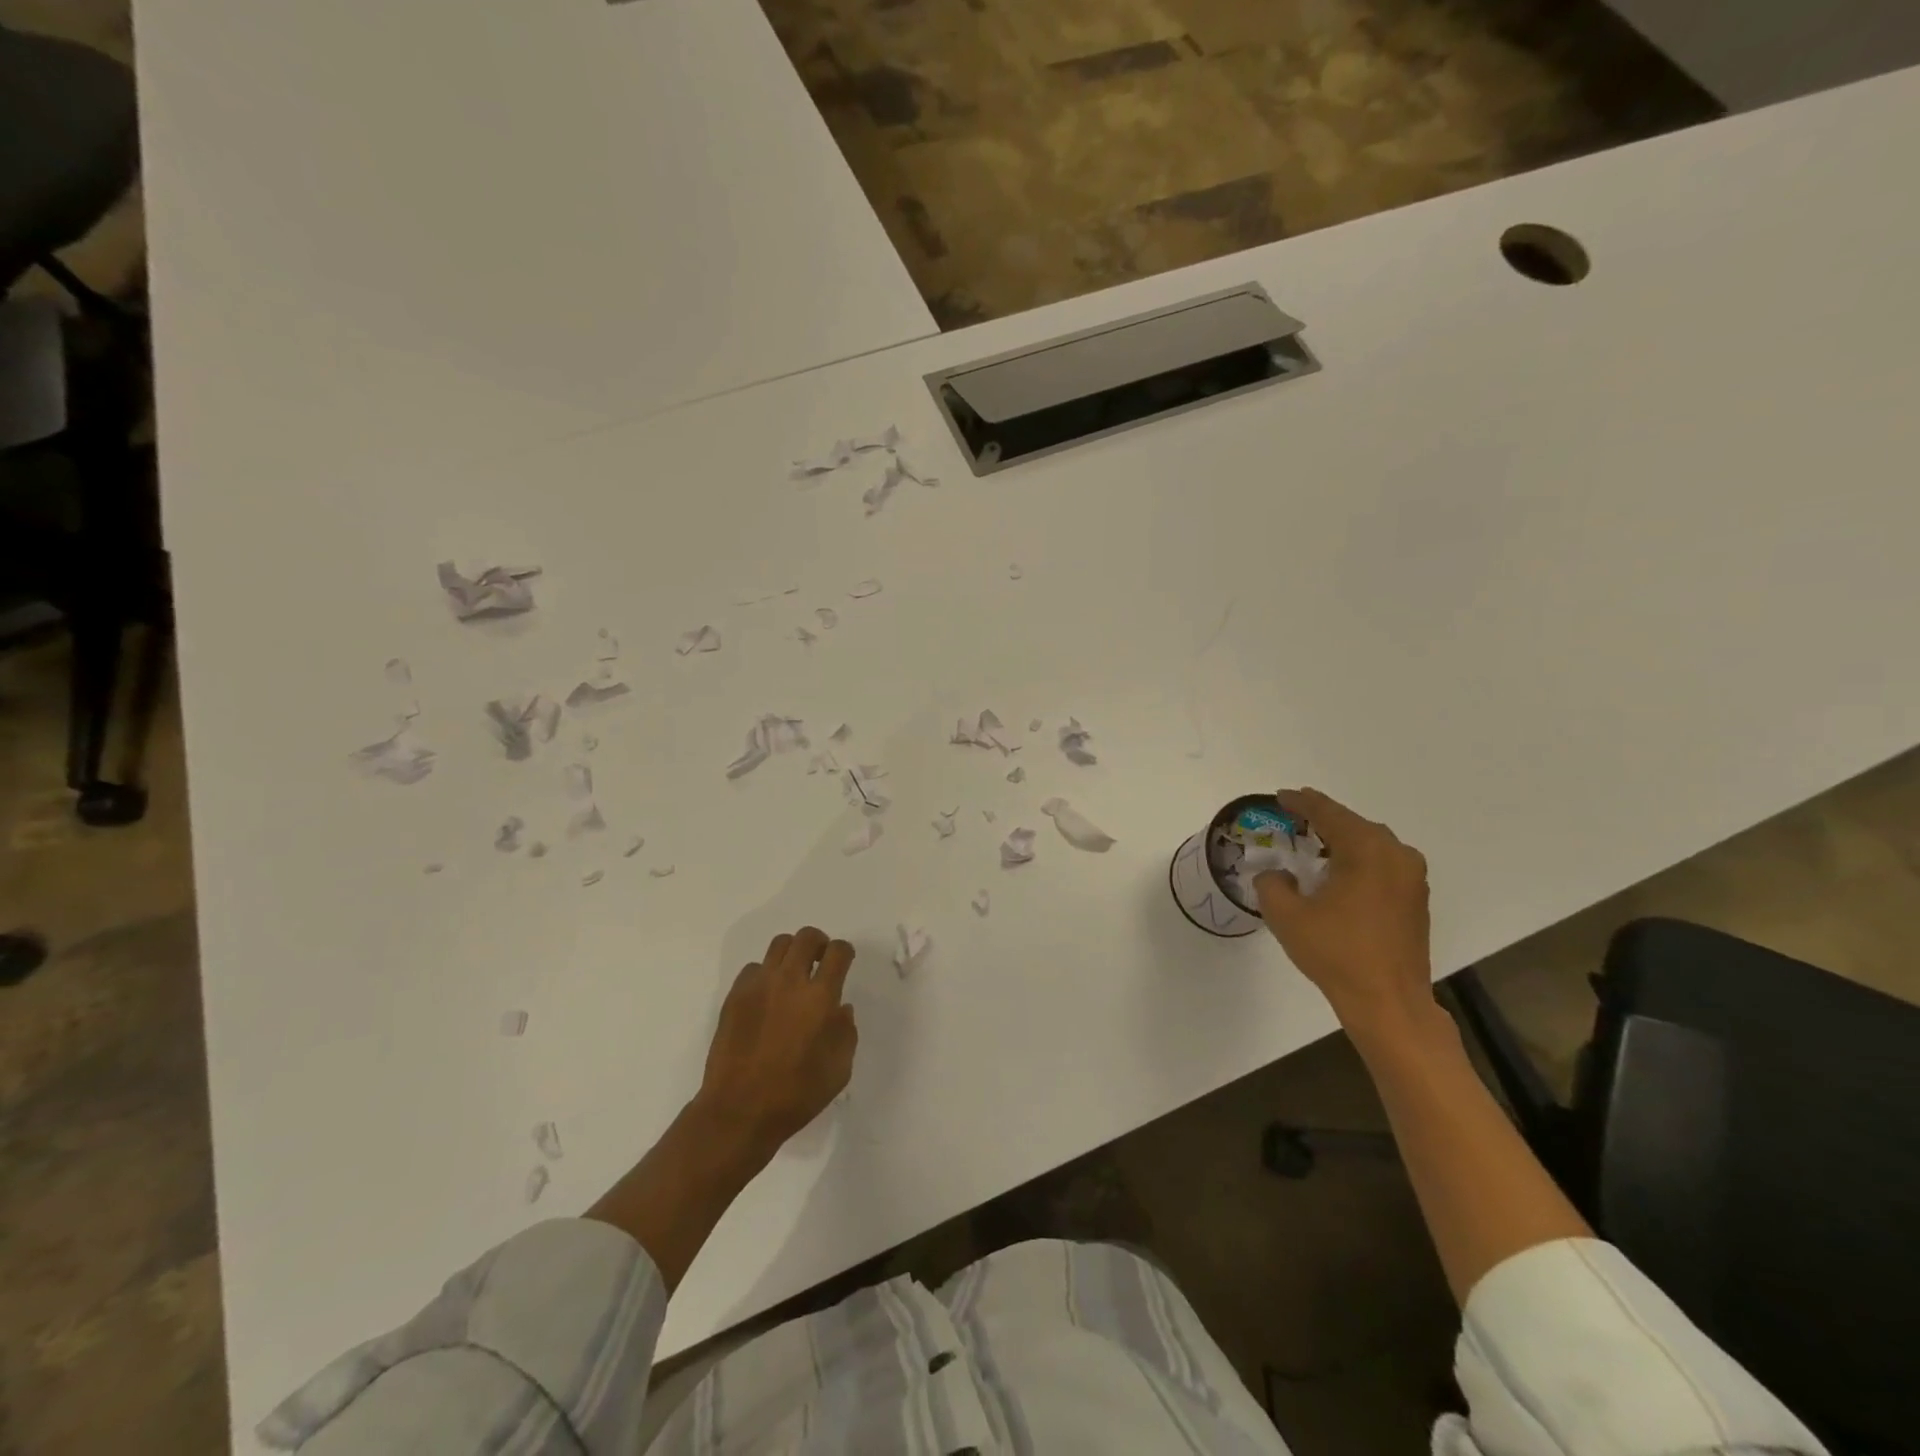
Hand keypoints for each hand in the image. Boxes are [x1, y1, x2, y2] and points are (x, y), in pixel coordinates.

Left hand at [696, 926, 858, 1159]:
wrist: (739, 1110)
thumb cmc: (797, 1094)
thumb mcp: (839, 1069)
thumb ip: (846, 1032)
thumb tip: (840, 1009)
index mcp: (820, 996)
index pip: (838, 951)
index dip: (845, 951)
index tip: (844, 961)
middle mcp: (790, 980)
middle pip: (806, 937)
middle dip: (819, 943)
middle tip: (820, 962)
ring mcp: (758, 985)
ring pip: (779, 945)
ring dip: (792, 953)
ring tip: (793, 975)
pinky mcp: (734, 996)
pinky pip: (754, 968)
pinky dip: (765, 974)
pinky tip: (767, 997)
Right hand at [1255, 788, 1434, 1031]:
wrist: (1389, 1002)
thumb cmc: (1336, 953)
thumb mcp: (1286, 915)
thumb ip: (1272, 884)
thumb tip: (1277, 875)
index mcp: (1366, 850)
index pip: (1328, 814)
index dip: (1301, 803)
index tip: (1280, 796)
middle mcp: (1396, 855)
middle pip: (1353, 824)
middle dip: (1322, 819)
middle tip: (1293, 817)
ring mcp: (1412, 878)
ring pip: (1371, 844)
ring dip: (1342, 840)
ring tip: (1313, 843)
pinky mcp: (1416, 900)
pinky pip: (1382, 864)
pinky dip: (1358, 860)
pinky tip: (1338, 873)